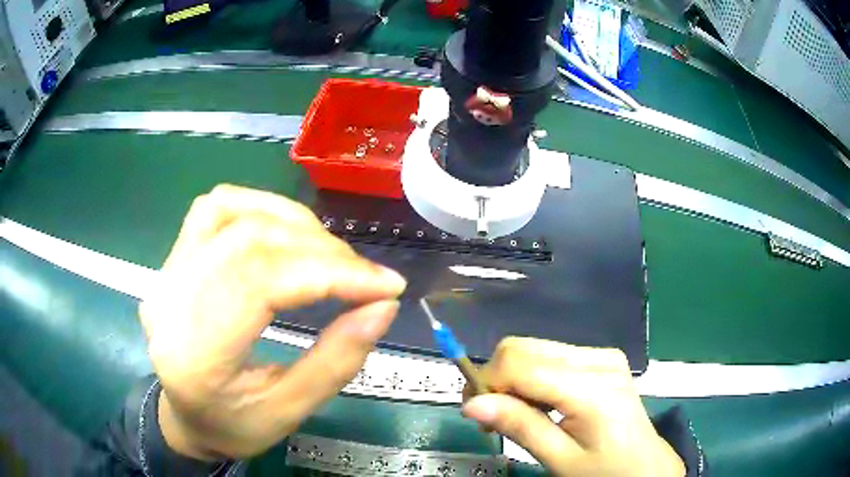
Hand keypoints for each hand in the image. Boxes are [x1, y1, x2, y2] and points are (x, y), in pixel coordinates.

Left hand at [139, 185, 405, 459]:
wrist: (182, 415)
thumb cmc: (231, 425)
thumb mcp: (287, 412)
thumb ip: (336, 362)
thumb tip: (383, 307)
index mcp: (195, 353)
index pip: (262, 282)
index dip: (332, 274)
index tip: (386, 286)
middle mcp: (171, 298)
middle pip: (250, 240)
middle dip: (322, 251)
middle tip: (365, 277)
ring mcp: (167, 270)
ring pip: (234, 211)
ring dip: (294, 223)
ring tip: (331, 256)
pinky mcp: (174, 257)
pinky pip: (217, 206)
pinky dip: (262, 209)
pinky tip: (287, 231)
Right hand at [462, 338, 684, 476]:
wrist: (645, 465)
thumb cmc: (604, 470)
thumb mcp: (560, 459)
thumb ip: (520, 427)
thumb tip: (470, 404)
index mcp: (592, 387)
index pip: (520, 363)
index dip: (486, 382)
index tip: (475, 413)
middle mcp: (598, 359)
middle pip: (523, 348)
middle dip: (496, 378)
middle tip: (490, 415)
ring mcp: (603, 355)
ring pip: (534, 349)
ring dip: (512, 379)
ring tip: (514, 414)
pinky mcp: (602, 358)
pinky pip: (550, 356)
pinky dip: (531, 377)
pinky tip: (537, 404)